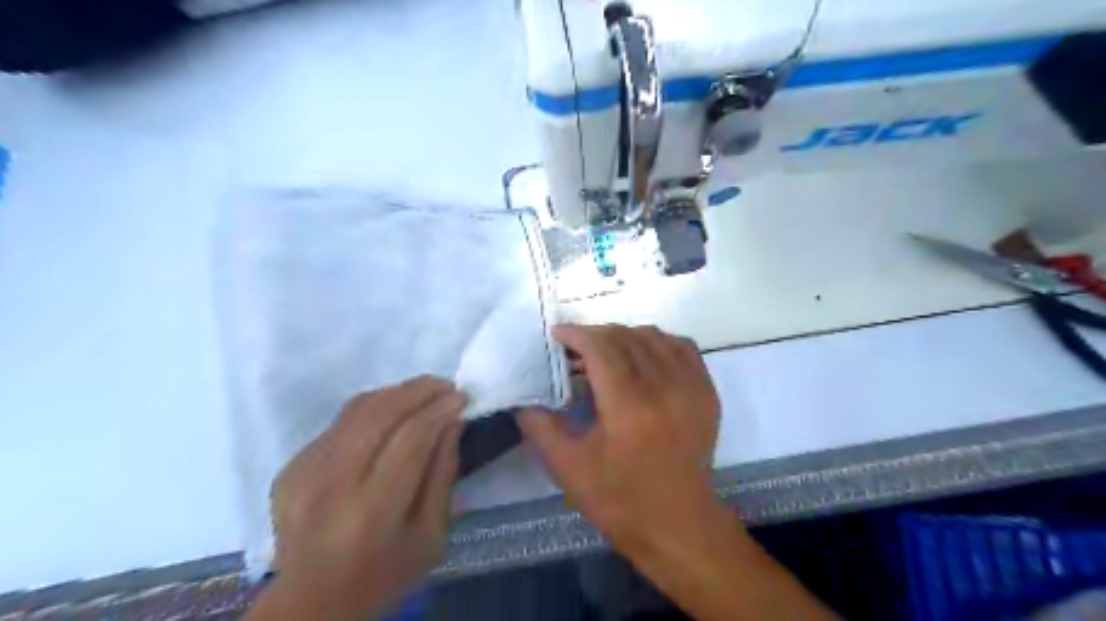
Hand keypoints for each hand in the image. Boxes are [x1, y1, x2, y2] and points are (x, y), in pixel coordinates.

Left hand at [258, 377, 462, 617]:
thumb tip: (452, 423)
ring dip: (395, 392)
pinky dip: (371, 409)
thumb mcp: (432, 536)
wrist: (311, 600)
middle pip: (380, 414)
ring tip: (422, 391)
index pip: (411, 439)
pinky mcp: (291, 466)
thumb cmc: (384, 574)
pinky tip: (391, 415)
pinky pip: (339, 422)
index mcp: (372, 511)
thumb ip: (443, 476)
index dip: (439, 410)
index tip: (461, 397)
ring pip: (356, 410)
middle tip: (445, 385)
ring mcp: (305, 472)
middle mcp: (333, 484)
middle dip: (419, 390)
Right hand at [519, 325, 727, 552]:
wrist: (679, 524)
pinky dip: (657, 342)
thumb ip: (540, 428)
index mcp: (629, 407)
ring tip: (606, 353)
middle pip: (625, 337)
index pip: (601, 347)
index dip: (576, 334)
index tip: (558, 336)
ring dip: (624, 337)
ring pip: (653, 336)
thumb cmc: (620, 500)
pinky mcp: (707, 392)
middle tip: (576, 349)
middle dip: (595, 334)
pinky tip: (642, 358)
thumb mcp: (568, 469)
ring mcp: (691, 387)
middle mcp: (664, 388)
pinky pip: (680, 347)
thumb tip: (524, 400)